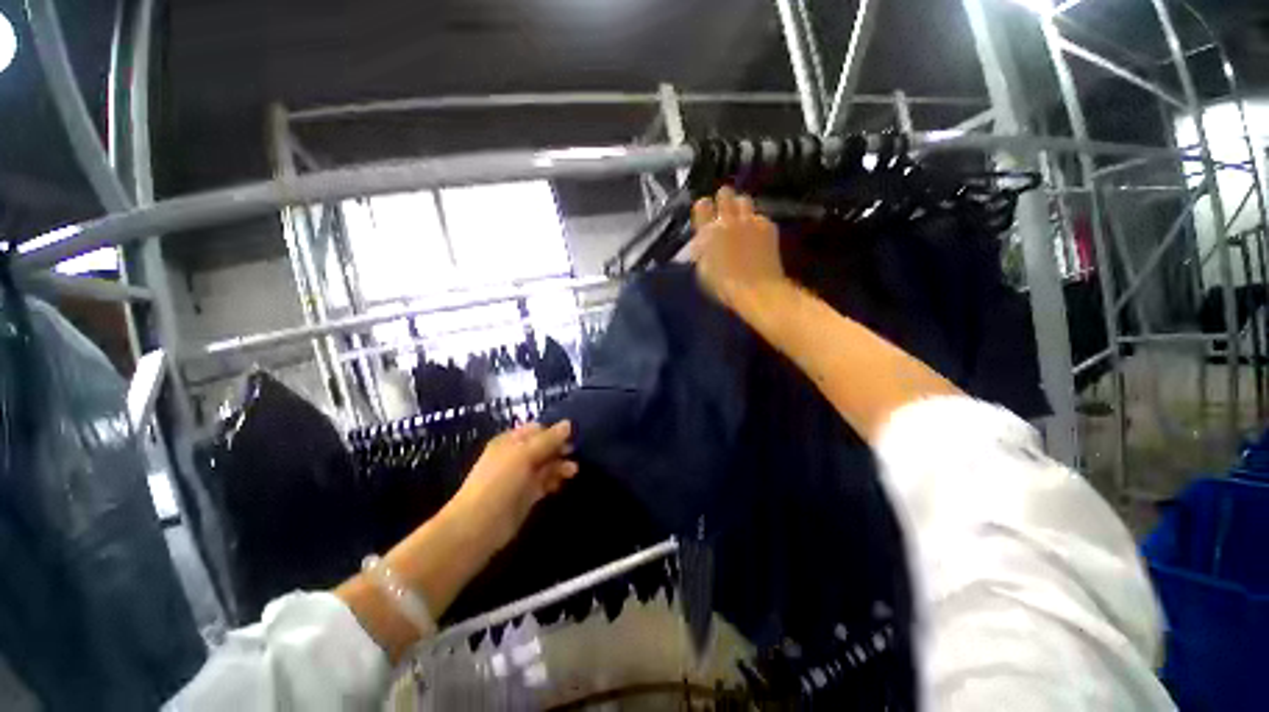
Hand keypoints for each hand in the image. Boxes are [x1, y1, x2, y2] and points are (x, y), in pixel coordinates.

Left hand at [443, 420, 577, 552]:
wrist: (479, 525)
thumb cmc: (499, 482)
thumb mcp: (524, 454)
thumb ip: (548, 439)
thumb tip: (569, 424)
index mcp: (510, 441)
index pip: (537, 429)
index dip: (554, 431)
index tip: (572, 435)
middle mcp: (516, 456)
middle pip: (543, 447)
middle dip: (559, 448)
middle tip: (573, 452)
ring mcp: (521, 476)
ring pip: (546, 465)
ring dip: (560, 465)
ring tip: (573, 470)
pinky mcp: (527, 495)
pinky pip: (545, 482)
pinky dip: (555, 480)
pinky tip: (564, 482)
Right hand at [689, 186, 788, 311]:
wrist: (757, 289)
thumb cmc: (724, 286)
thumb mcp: (703, 270)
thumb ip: (701, 250)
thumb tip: (702, 242)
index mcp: (708, 232)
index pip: (702, 205)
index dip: (703, 208)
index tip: (705, 214)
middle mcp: (728, 220)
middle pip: (725, 193)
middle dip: (724, 200)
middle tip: (724, 213)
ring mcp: (750, 220)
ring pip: (744, 200)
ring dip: (740, 208)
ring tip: (741, 222)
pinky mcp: (768, 226)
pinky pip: (760, 216)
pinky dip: (756, 224)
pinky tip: (757, 237)